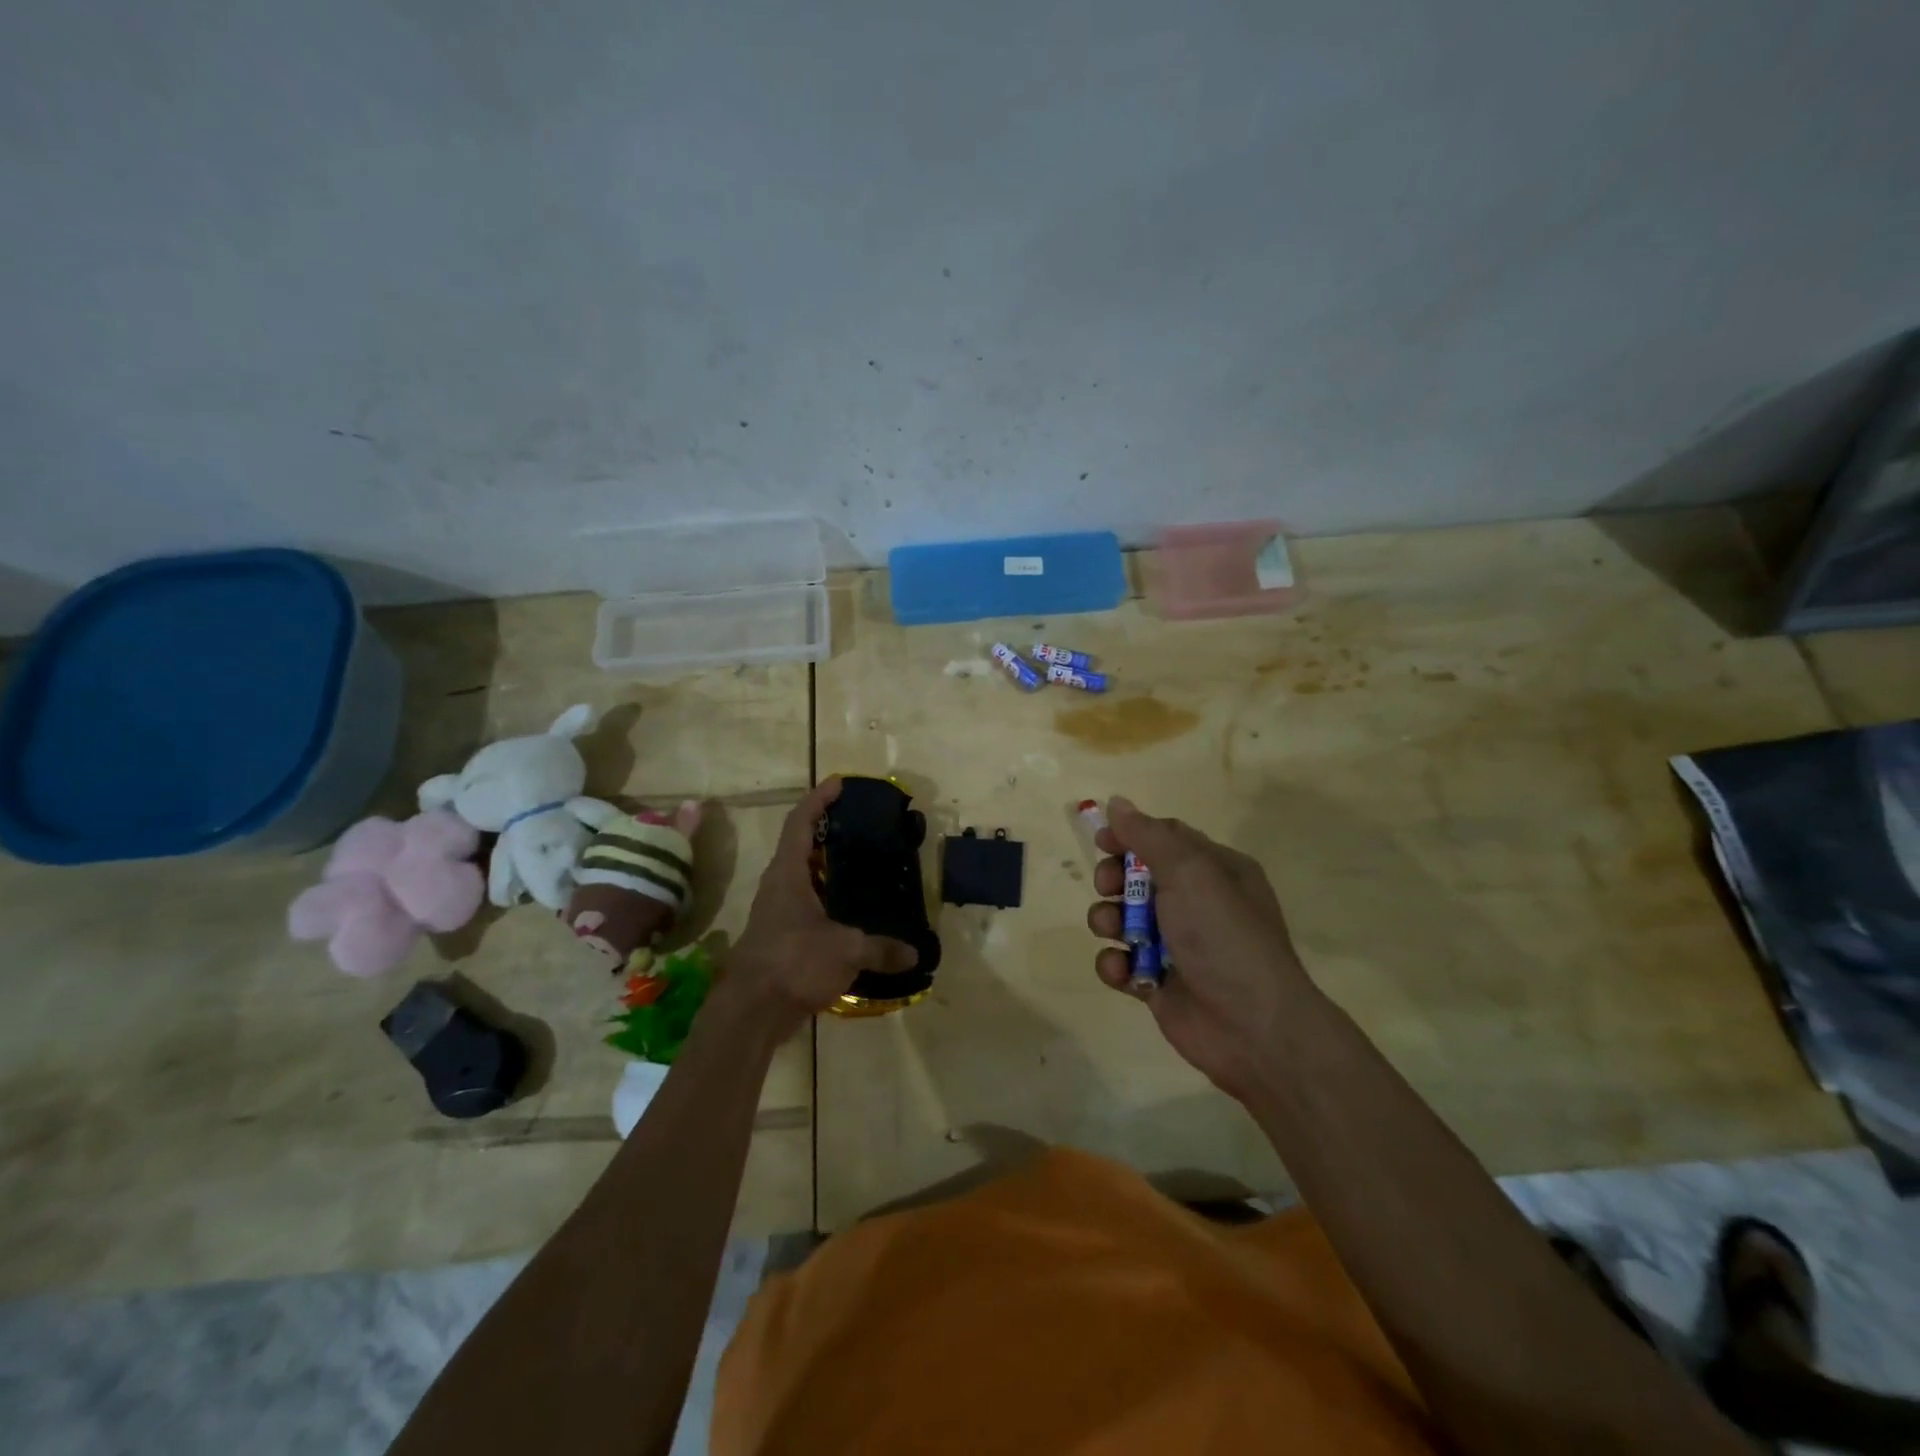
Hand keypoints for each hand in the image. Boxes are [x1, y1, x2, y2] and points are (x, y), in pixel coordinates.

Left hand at [724, 778, 917, 1037]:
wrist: (750, 1013)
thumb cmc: (793, 963)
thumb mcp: (845, 950)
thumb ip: (881, 948)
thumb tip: (914, 953)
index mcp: (787, 874)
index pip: (800, 822)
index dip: (818, 799)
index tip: (839, 783)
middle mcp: (778, 887)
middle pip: (800, 846)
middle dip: (827, 831)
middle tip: (860, 825)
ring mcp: (777, 914)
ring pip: (804, 879)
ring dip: (827, 869)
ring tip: (863, 866)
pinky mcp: (781, 939)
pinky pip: (808, 908)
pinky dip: (829, 902)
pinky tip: (853, 914)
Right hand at [1085, 797, 1314, 1098]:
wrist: (1252, 1028)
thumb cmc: (1224, 936)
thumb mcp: (1191, 873)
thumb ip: (1149, 836)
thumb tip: (1117, 802)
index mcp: (1215, 871)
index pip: (1165, 838)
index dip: (1130, 835)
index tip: (1101, 841)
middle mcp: (1197, 904)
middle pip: (1138, 876)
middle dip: (1114, 879)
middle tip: (1108, 887)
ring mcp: (1176, 945)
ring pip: (1123, 919)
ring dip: (1108, 921)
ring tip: (1115, 932)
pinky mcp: (1157, 982)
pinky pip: (1122, 962)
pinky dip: (1115, 965)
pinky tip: (1123, 971)